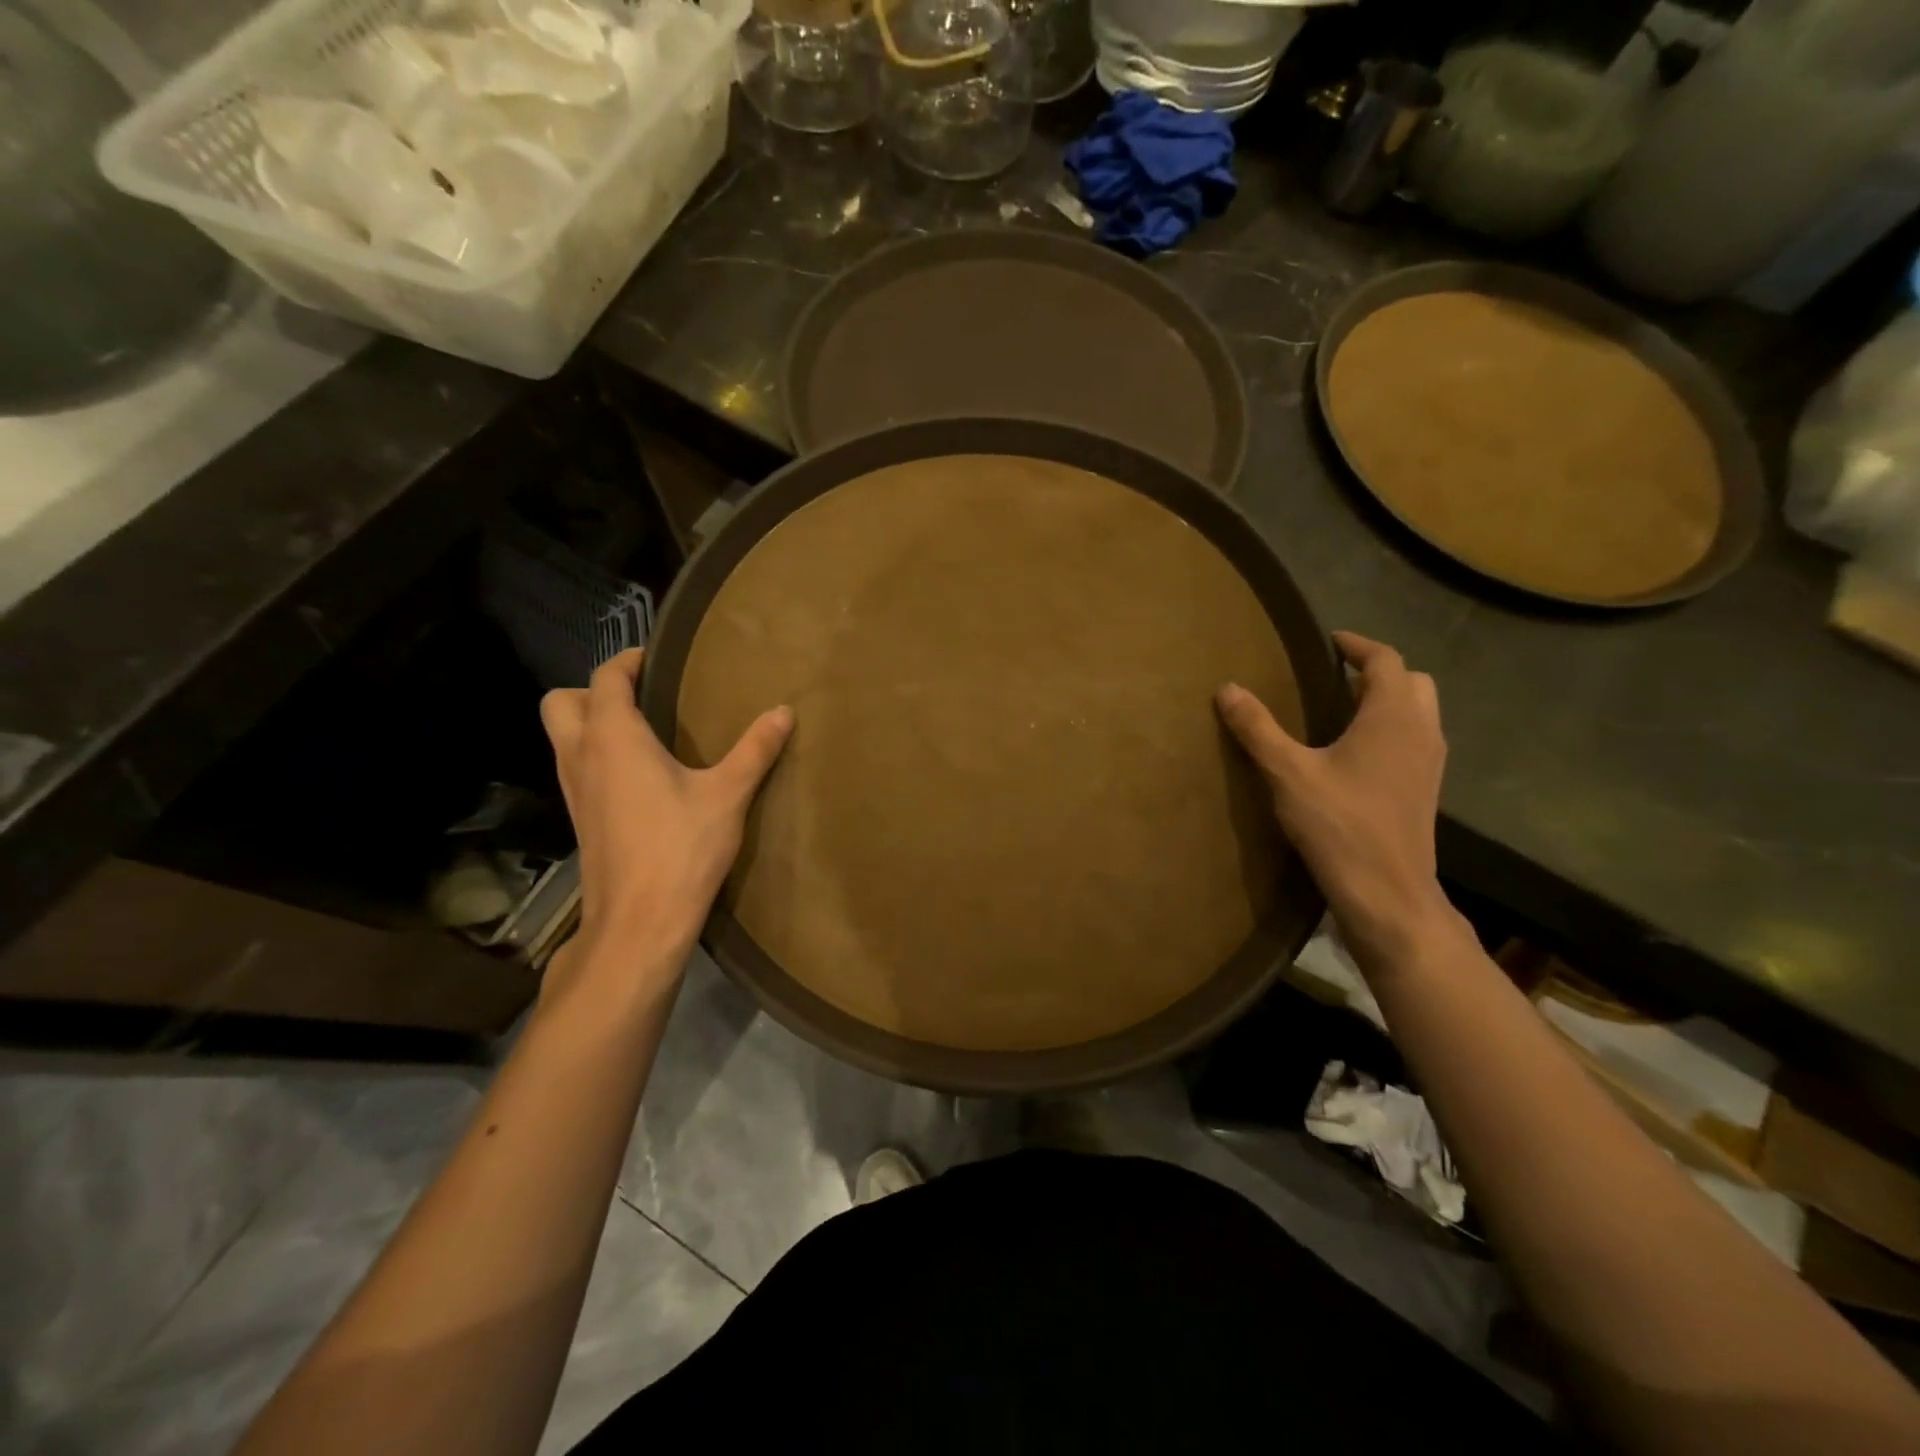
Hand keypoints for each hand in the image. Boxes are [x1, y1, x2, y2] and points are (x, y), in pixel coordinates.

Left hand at [539, 650, 792, 998]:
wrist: (640, 921)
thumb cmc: (681, 848)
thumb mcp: (728, 794)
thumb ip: (755, 749)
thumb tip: (784, 712)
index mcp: (613, 738)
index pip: (605, 679)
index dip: (628, 662)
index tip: (658, 660)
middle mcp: (581, 756)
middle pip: (561, 703)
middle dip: (592, 691)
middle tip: (639, 698)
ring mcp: (574, 791)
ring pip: (562, 738)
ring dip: (590, 724)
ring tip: (644, 733)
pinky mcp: (580, 819)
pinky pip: (576, 768)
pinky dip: (596, 757)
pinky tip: (640, 777)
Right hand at [1216, 632, 1457, 970]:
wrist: (1387, 892)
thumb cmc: (1339, 825)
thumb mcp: (1288, 773)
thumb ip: (1258, 728)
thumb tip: (1227, 688)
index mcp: (1392, 716)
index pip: (1385, 660)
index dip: (1357, 645)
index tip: (1330, 640)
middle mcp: (1421, 731)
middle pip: (1412, 681)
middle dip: (1378, 670)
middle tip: (1337, 675)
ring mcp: (1430, 763)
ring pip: (1419, 711)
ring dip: (1388, 700)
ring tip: (1343, 708)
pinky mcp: (1426, 789)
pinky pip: (1415, 739)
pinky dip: (1392, 728)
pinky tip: (1357, 753)